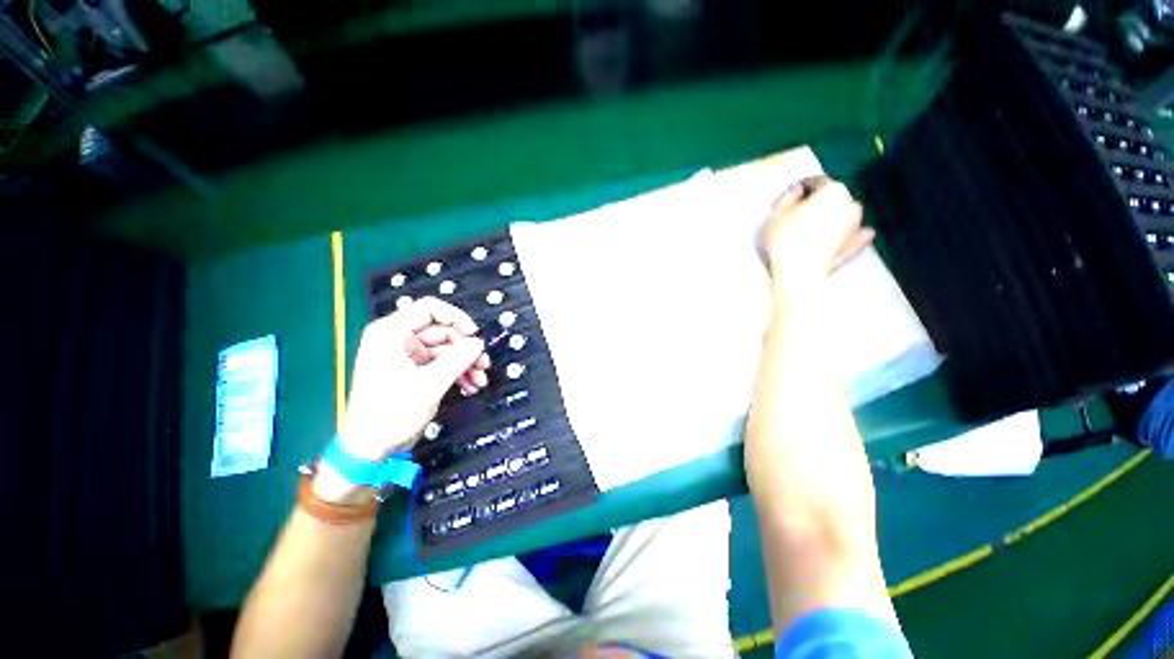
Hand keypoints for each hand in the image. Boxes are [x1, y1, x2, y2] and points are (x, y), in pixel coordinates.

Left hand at [340, 297, 489, 461]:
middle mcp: (398, 339)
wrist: (371, 449)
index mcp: (391, 333)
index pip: (429, 309)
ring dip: (465, 362)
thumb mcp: (430, 384)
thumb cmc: (391, 413)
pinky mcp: (413, 370)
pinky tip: (470, 384)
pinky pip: (441, 363)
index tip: (475, 335)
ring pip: (446, 348)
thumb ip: (458, 359)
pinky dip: (457, 371)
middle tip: (483, 363)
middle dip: (465, 348)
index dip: (457, 318)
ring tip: (480, 378)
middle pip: (442, 331)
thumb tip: (479, 343)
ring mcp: (406, 356)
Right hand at [761, 179, 874, 296]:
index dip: (796, 191)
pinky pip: (854, 233)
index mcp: (832, 190)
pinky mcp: (857, 245)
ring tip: (810, 229)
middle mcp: (850, 203)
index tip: (783, 202)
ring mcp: (857, 225)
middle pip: (831, 197)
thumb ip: (788, 197)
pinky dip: (846, 233)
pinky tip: (839, 236)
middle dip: (815, 203)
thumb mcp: (776, 214)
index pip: (814, 182)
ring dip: (830, 217)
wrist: (800, 273)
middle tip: (796, 216)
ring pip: (843, 214)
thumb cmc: (785, 240)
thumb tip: (797, 192)